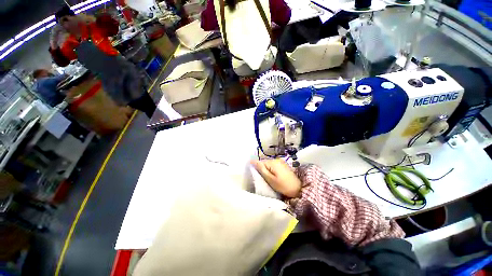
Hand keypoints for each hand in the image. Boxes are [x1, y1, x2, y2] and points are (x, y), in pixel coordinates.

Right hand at [251, 159, 301, 197]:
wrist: (298, 188)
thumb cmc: (283, 185)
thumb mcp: (270, 179)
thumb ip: (261, 169)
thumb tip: (253, 161)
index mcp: (273, 162)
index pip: (260, 162)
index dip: (256, 167)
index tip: (253, 172)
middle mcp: (277, 159)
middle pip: (265, 162)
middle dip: (262, 168)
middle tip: (262, 178)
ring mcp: (281, 161)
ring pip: (269, 164)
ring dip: (267, 169)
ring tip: (267, 177)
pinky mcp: (283, 164)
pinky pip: (273, 165)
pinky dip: (271, 169)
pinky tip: (273, 175)